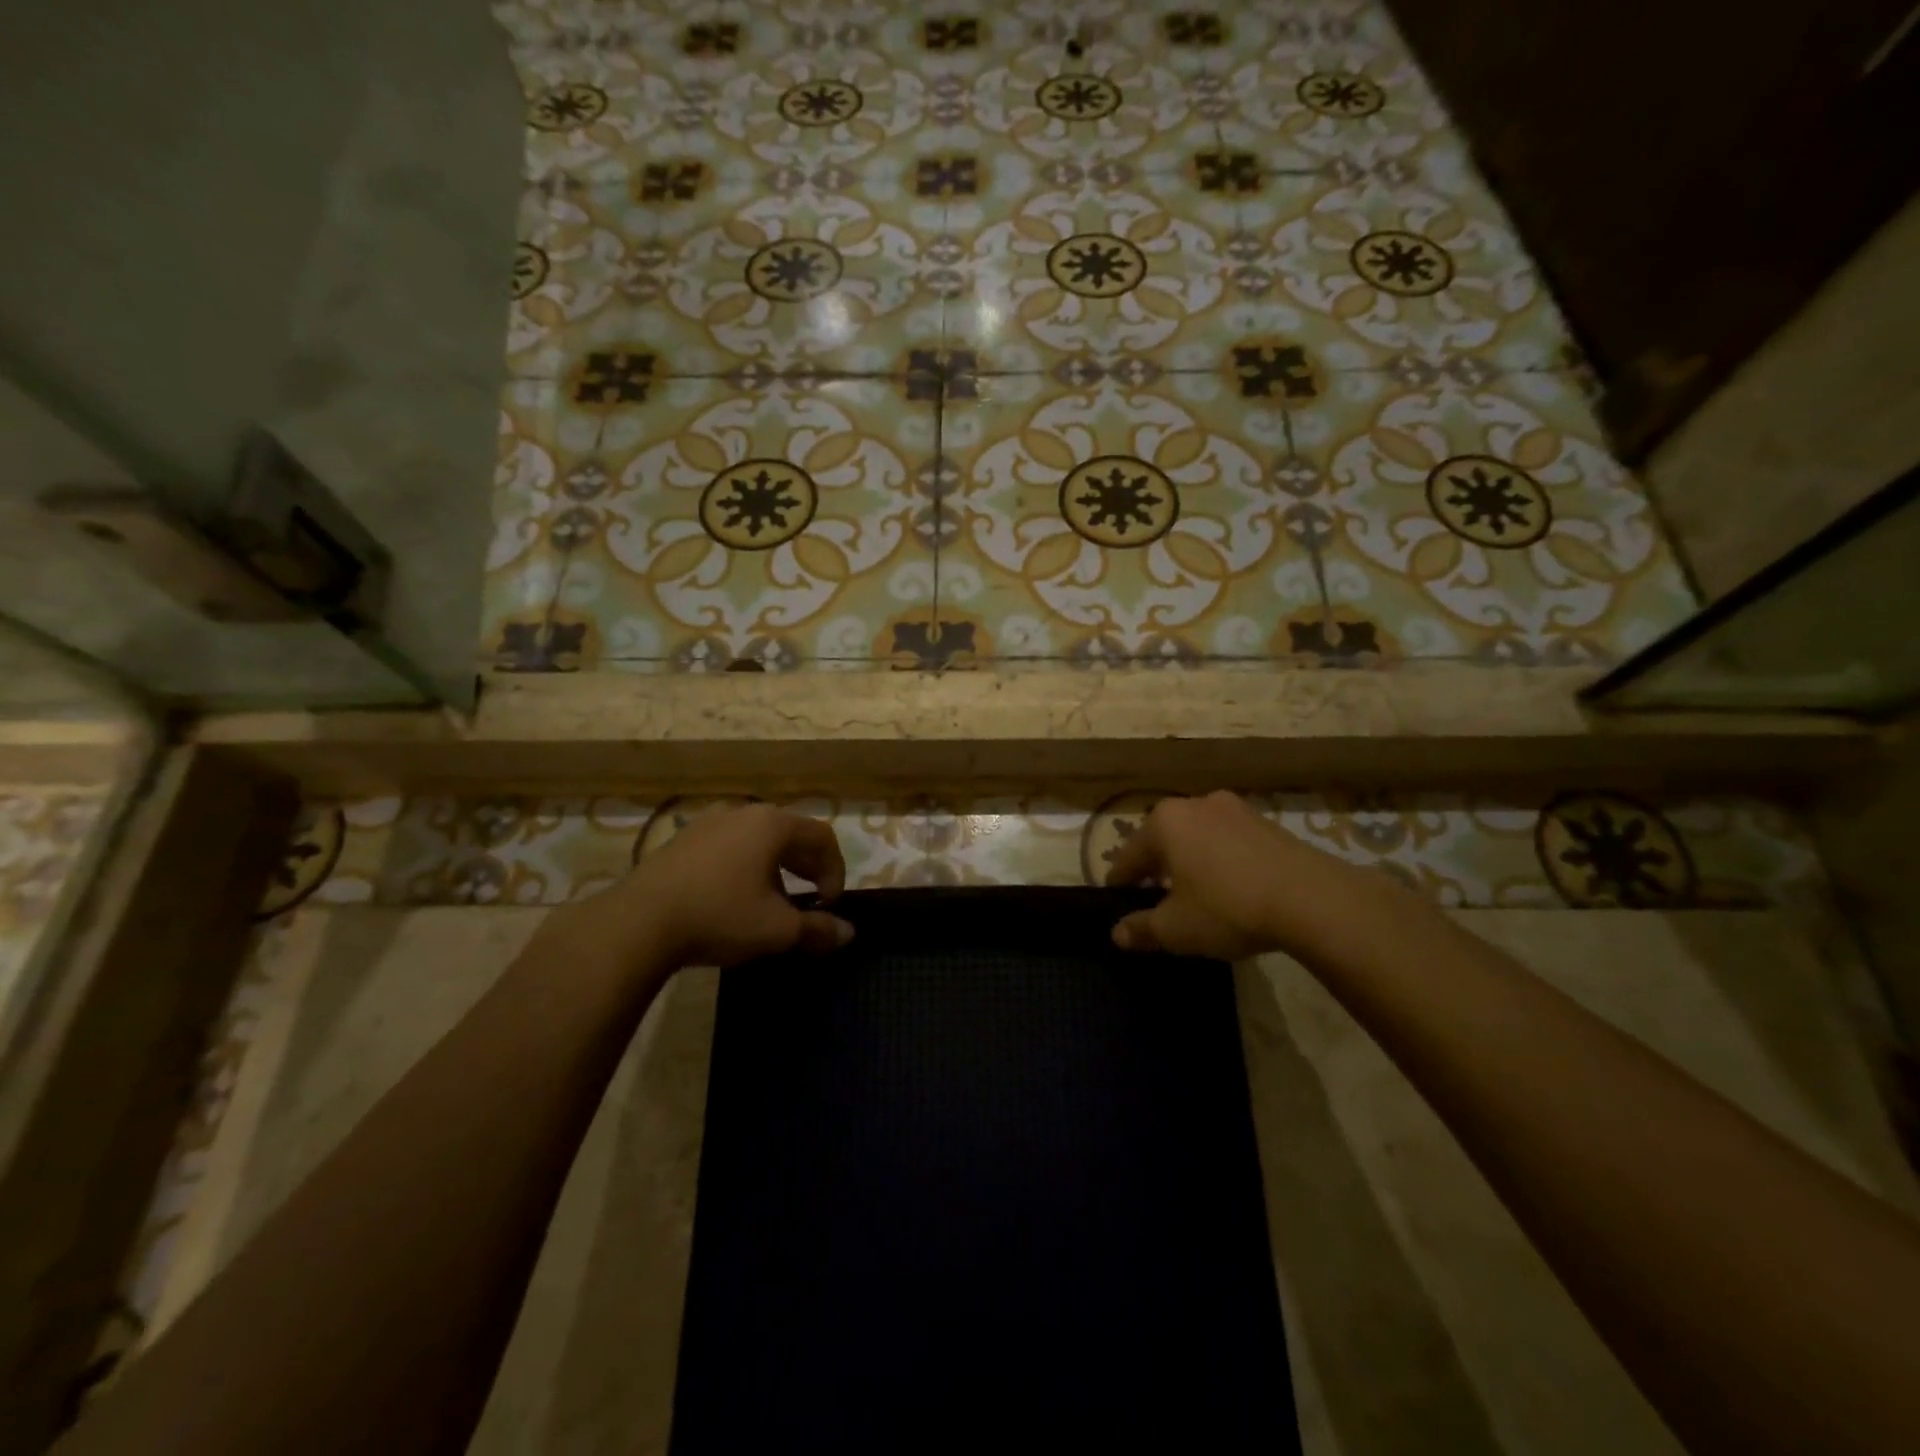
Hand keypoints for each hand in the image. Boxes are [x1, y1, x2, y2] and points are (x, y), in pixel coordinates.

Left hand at [535, 804, 853, 976]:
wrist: (637, 922)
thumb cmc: (719, 916)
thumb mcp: (777, 929)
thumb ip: (818, 929)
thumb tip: (849, 933)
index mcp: (773, 824)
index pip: (822, 837)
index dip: (835, 871)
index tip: (830, 906)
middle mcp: (743, 812)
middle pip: (791, 834)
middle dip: (807, 868)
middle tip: (810, 902)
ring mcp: (708, 822)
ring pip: (758, 840)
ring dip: (776, 869)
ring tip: (772, 903)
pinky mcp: (682, 839)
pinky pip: (728, 846)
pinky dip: (745, 867)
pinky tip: (733, 899)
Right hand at [1104, 791, 1356, 959]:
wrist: (1312, 899)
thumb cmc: (1227, 908)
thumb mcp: (1176, 929)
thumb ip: (1141, 929)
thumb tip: (1117, 933)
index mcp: (1164, 822)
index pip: (1128, 857)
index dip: (1120, 884)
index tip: (1117, 903)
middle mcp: (1194, 804)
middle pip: (1163, 841)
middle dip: (1157, 871)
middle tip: (1156, 902)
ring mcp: (1234, 809)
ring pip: (1197, 839)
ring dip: (1190, 864)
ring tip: (1196, 896)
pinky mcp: (1266, 822)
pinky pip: (1228, 842)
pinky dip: (1221, 862)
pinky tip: (1231, 889)